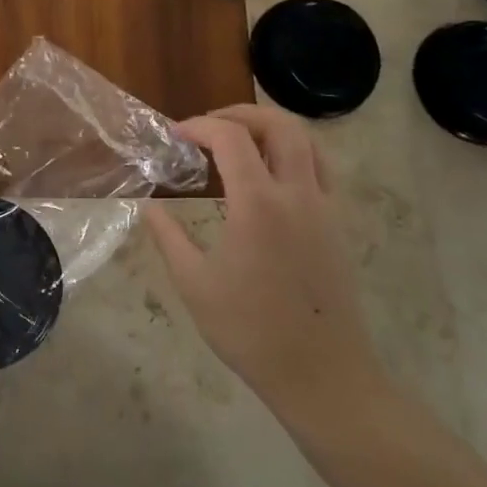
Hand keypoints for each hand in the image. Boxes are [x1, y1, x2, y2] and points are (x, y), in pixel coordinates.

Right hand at [147, 106, 389, 423]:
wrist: (321, 373)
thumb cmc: (250, 330)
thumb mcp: (194, 284)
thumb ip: (168, 237)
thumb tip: (148, 206)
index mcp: (258, 204)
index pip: (231, 137)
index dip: (199, 126)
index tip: (174, 135)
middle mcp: (297, 194)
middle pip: (278, 125)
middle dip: (239, 113)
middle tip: (207, 127)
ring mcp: (325, 207)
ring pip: (306, 141)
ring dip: (269, 128)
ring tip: (237, 142)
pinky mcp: (338, 224)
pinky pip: (321, 168)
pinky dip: (293, 152)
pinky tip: (269, 174)